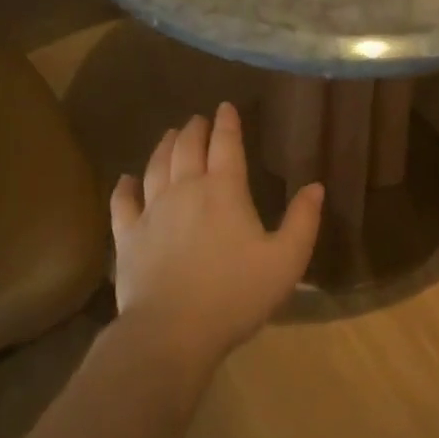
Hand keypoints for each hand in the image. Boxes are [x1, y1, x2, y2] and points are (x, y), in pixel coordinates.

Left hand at [110, 103, 323, 362]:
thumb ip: (303, 221)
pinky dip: (124, 186)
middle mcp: (185, 190)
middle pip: (188, 148)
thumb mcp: (286, 261)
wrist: (173, 331)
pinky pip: (122, 202)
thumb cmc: (236, 294)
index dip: (227, 123)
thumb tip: (316, 186)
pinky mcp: (127, 236)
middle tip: (198, 119)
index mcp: (224, 191)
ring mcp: (151, 211)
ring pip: (155, 167)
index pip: (226, 145)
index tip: (226, 107)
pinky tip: (126, 179)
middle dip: (195, 129)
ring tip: (170, 134)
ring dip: (164, 147)